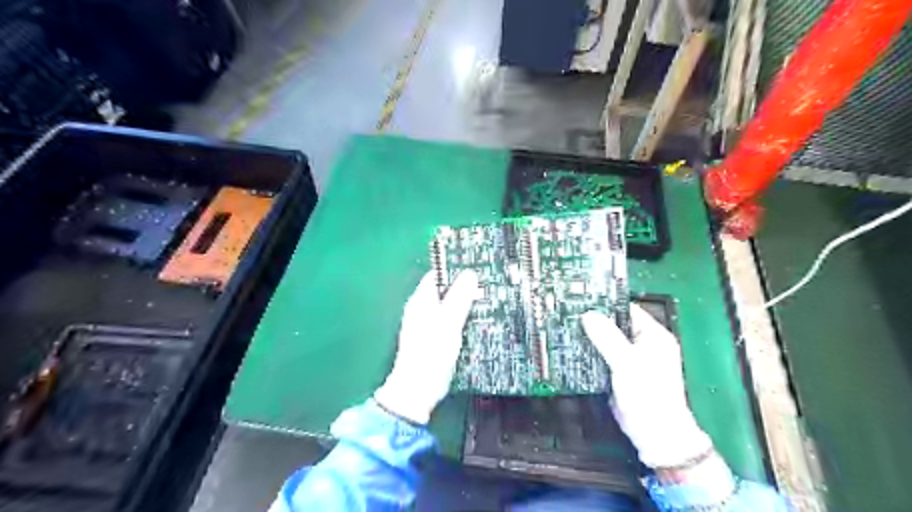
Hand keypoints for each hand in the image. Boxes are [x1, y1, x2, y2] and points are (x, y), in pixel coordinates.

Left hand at [375, 270, 479, 426]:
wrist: (419, 389)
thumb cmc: (431, 352)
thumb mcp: (448, 321)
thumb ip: (459, 297)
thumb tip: (469, 274)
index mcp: (420, 301)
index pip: (437, 275)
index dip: (455, 271)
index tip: (476, 269)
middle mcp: (422, 310)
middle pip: (445, 291)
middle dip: (464, 288)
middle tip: (487, 286)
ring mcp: (428, 326)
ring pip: (450, 307)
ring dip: (466, 305)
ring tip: (488, 301)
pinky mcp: (436, 340)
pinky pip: (452, 323)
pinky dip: (464, 320)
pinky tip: (479, 323)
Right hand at [580, 303, 715, 468]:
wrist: (653, 434)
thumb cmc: (648, 395)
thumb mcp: (627, 362)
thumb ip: (607, 337)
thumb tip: (589, 315)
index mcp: (653, 336)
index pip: (627, 310)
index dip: (606, 303)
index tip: (583, 298)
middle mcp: (642, 344)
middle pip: (615, 324)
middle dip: (594, 320)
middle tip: (569, 311)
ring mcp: (630, 358)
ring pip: (606, 340)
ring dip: (590, 336)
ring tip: (566, 325)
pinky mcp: (619, 372)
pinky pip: (602, 355)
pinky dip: (590, 351)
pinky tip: (572, 347)